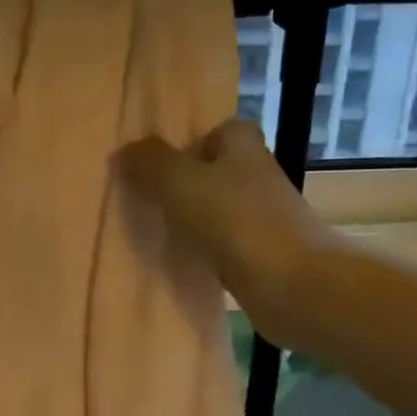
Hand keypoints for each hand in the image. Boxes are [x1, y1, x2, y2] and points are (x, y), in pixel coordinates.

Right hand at [116, 119, 337, 349]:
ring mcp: (265, 217)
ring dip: (194, 220)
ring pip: (220, 210)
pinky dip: (207, 251)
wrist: (292, 285)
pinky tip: (183, 263)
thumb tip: (125, 151)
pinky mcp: (266, 254)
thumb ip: (149, 161)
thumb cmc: (234, 221)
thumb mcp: (179, 181)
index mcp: (243, 146)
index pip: (217, 130)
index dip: (188, 143)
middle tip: (147, 201)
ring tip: (157, 233)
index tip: (158, 165)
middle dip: (185, 185)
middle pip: (216, 171)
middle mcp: (259, 174)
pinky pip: (226, 245)